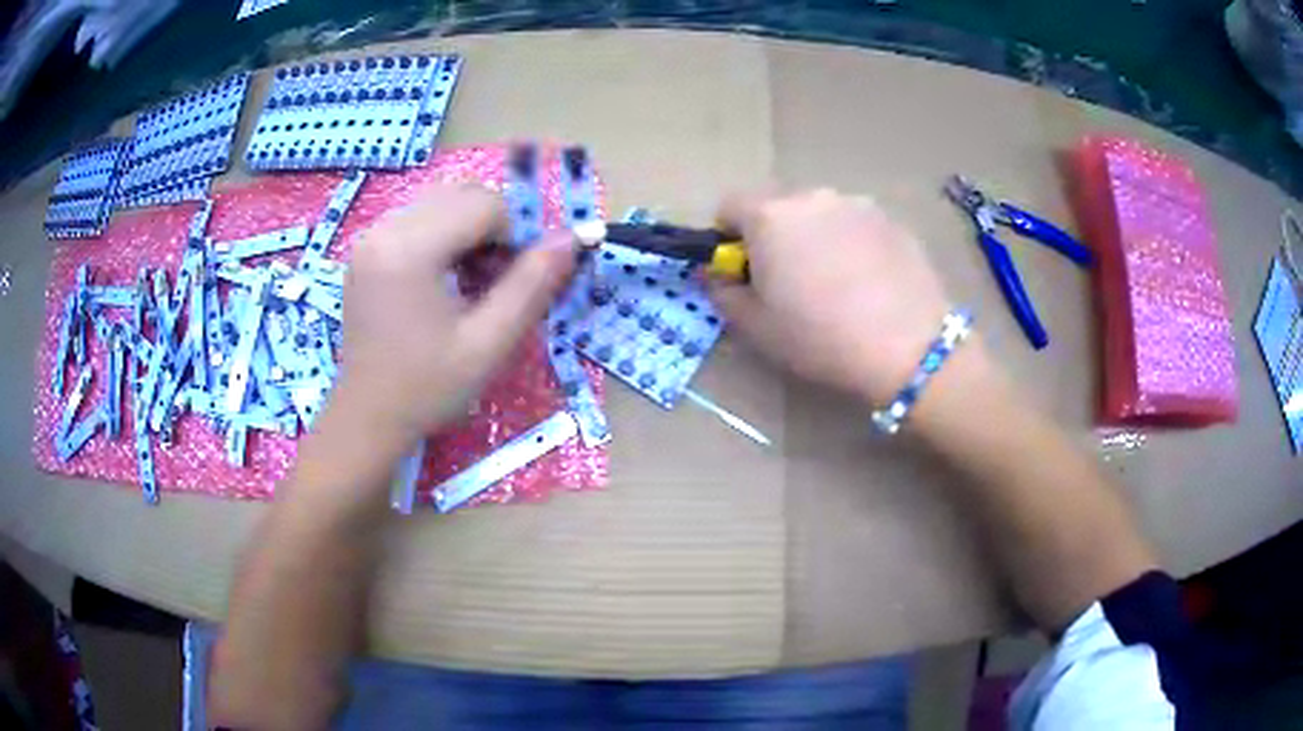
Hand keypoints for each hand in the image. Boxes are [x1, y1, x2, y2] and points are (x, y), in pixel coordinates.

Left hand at [332, 183, 577, 449]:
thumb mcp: (489, 343)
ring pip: (443, 201)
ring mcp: (370, 237)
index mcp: (409, 249)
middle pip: (463, 194)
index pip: (485, 204)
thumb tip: (574, 238)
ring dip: (470, 231)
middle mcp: (385, 229)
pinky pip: (419, 218)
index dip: (516, 235)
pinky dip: (445, 237)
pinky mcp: (366, 248)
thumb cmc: (428, 389)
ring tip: (471, 283)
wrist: (368, 418)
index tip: (516, 282)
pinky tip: (445, 281)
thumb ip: (533, 284)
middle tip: (495, 283)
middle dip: (493, 229)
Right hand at [709, 189, 954, 404]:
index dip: (728, 236)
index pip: (729, 205)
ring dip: (814, 236)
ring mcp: (855, 203)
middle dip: (774, 235)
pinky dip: (851, 243)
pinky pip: (855, 224)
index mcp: (769, 216)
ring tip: (836, 283)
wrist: (908, 345)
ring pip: (819, 213)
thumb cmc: (821, 337)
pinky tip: (868, 282)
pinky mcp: (890, 219)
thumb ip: (723, 293)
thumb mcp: (757, 328)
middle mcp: (811, 196)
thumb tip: (717, 275)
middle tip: (790, 281)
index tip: (743, 270)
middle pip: (777, 206)